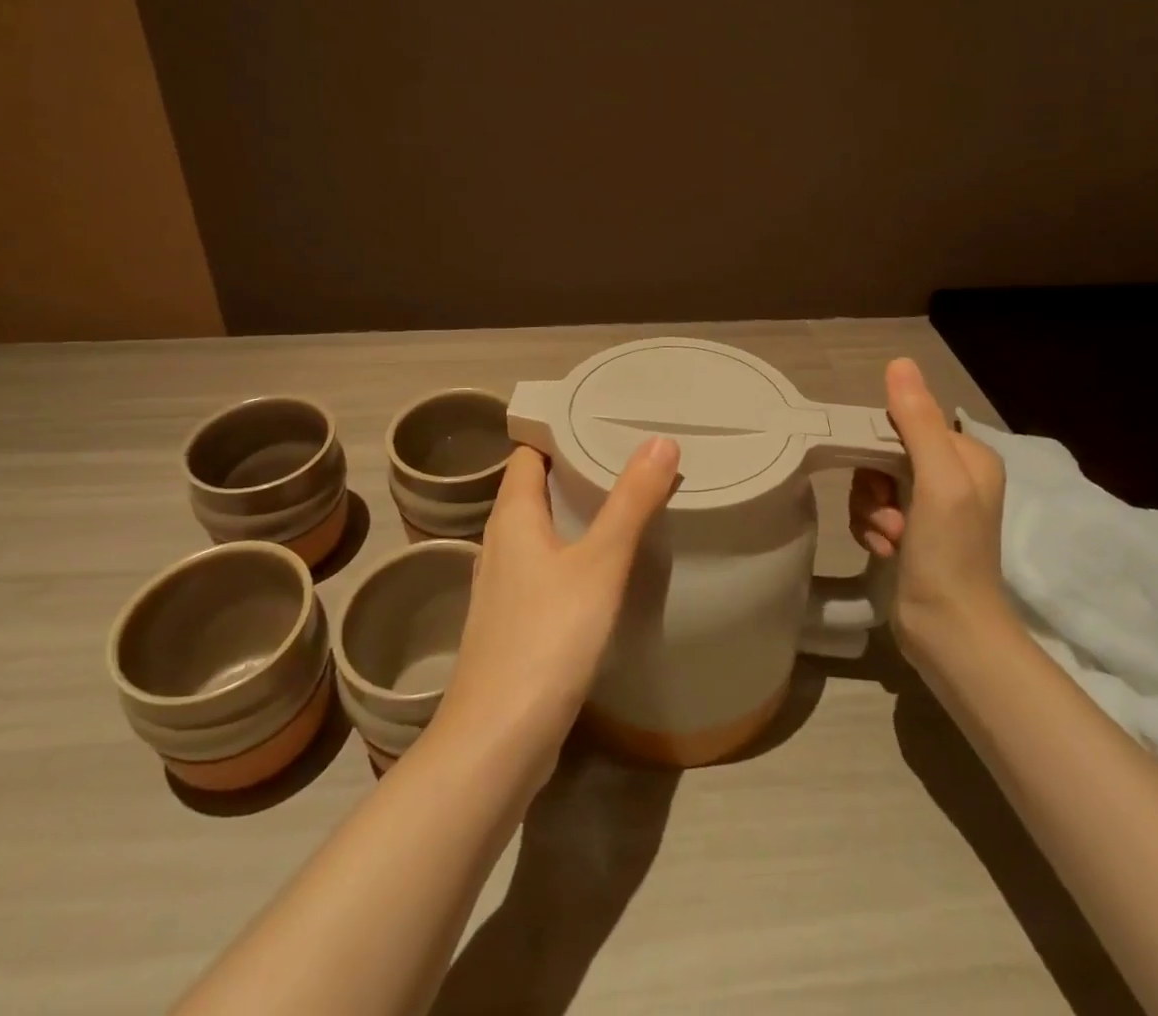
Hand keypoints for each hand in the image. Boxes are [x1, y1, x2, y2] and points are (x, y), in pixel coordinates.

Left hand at [436, 439, 679, 786]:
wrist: (497, 741)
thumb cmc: (546, 638)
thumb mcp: (599, 563)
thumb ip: (631, 501)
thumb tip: (660, 440)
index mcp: (511, 517)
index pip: (528, 453)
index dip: (558, 430)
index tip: (601, 416)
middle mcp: (500, 543)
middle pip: (535, 489)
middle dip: (575, 470)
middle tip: (627, 454)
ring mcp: (504, 586)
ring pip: (540, 531)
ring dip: (574, 514)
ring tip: (623, 502)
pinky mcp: (514, 622)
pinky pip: (544, 568)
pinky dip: (572, 554)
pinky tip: (604, 568)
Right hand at [849, 358, 1009, 649]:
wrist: (949, 633)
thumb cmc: (950, 553)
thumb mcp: (938, 481)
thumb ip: (918, 422)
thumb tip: (899, 362)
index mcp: (968, 457)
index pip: (906, 423)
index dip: (881, 446)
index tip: (882, 479)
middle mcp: (952, 477)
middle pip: (884, 454)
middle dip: (874, 486)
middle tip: (890, 514)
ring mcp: (930, 508)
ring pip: (872, 484)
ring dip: (870, 512)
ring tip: (890, 539)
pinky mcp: (910, 534)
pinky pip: (871, 512)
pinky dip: (871, 530)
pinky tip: (885, 551)